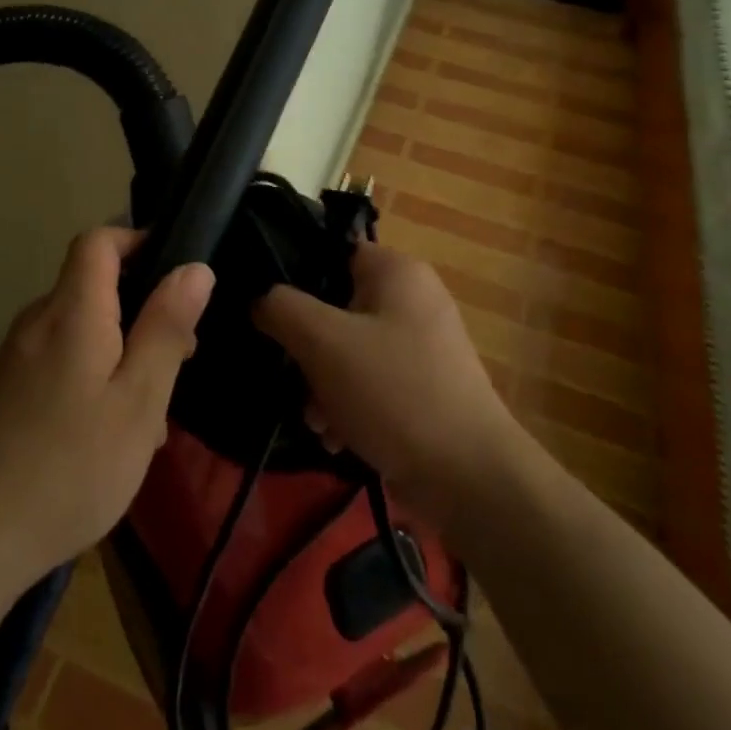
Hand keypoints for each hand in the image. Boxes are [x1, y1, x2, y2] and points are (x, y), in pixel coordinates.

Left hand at [0, 227, 213, 590]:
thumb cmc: (71, 467)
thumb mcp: (139, 400)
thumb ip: (166, 329)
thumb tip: (194, 268)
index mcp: (71, 312)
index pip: (98, 241)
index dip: (137, 240)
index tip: (175, 272)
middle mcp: (37, 322)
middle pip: (92, 287)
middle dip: (140, 309)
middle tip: (179, 358)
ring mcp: (14, 358)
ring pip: (79, 330)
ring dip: (120, 351)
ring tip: (150, 412)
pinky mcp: (3, 391)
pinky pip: (58, 361)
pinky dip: (91, 376)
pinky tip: (107, 434)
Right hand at [253, 242, 517, 516]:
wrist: (469, 477)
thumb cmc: (393, 391)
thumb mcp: (323, 342)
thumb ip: (282, 308)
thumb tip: (261, 298)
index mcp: (397, 271)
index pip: (331, 252)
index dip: (294, 276)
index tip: (267, 310)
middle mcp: (414, 298)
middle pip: (336, 306)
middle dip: (307, 348)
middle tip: (292, 377)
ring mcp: (423, 345)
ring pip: (350, 349)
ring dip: (322, 383)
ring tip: (316, 421)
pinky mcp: (425, 387)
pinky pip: (372, 381)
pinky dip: (349, 404)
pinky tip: (336, 438)